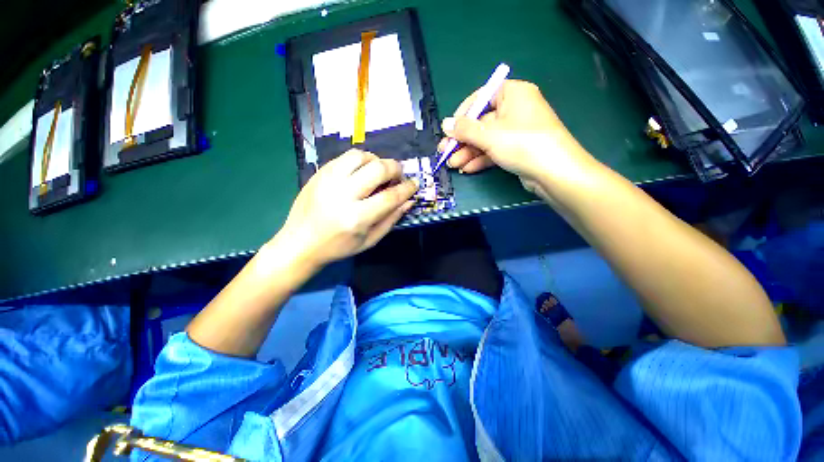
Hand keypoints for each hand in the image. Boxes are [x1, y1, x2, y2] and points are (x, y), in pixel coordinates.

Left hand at [275, 149, 417, 268]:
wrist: (300, 243)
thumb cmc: (338, 247)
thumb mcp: (370, 240)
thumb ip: (391, 219)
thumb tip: (409, 201)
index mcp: (357, 218)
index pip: (390, 196)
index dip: (407, 188)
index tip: (414, 185)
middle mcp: (343, 195)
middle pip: (378, 169)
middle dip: (395, 169)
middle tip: (398, 176)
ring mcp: (328, 180)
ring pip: (361, 156)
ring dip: (377, 161)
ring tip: (379, 173)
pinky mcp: (320, 173)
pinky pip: (346, 157)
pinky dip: (361, 160)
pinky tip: (362, 172)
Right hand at [439, 80, 594, 195]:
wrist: (553, 172)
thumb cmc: (521, 143)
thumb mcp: (489, 134)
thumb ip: (465, 129)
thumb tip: (445, 124)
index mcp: (513, 94)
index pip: (482, 97)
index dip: (463, 114)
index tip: (450, 129)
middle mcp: (515, 110)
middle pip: (481, 123)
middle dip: (462, 140)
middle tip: (445, 152)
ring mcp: (516, 132)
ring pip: (486, 140)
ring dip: (468, 152)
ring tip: (452, 164)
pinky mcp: (517, 149)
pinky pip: (494, 151)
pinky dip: (481, 159)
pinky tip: (467, 168)